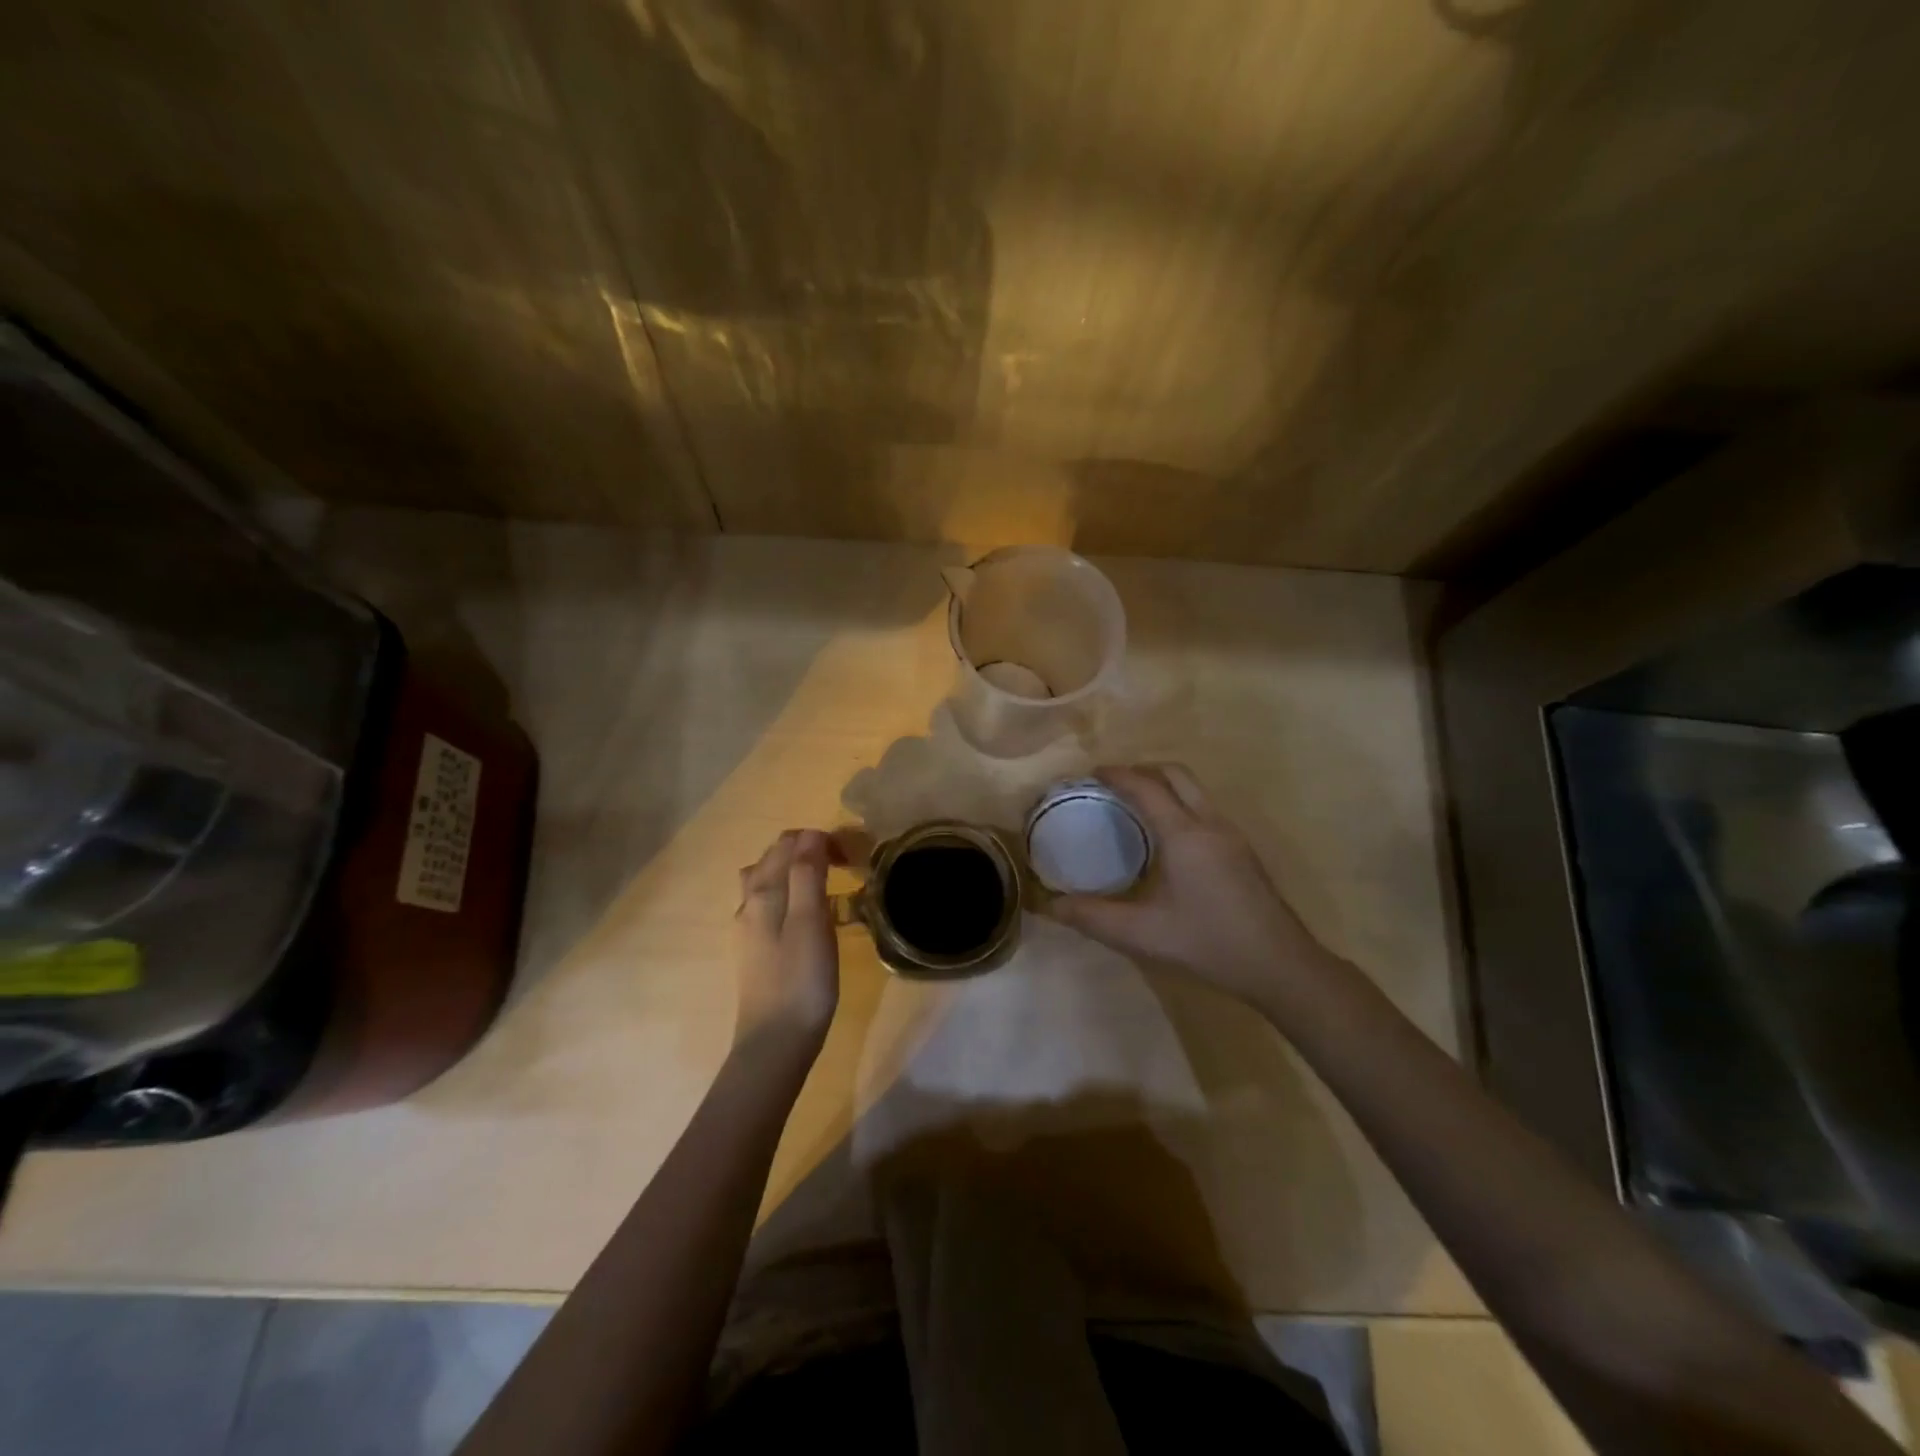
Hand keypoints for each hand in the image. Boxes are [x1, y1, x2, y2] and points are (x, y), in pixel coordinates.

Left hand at [733, 829, 841, 1058]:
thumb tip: (810, 834)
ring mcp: (748, 929)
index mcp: (763, 892)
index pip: (788, 843)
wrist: (775, 1043)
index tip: (852, 856)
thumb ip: (808, 873)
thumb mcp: (811, 921)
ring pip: (765, 881)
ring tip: (824, 884)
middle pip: (772, 858)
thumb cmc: (801, 980)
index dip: (820, 840)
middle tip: (844, 864)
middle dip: (806, 850)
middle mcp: (748, 903)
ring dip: (793, 871)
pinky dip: (788, 895)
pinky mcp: (754, 951)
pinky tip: (806, 916)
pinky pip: (768, 906)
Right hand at [1046, 765, 1347, 1013]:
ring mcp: (1232, 835)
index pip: (1147, 786)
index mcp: (1184, 834)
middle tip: (1113, 785)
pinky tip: (1167, 837)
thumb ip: (1093, 917)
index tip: (1091, 774)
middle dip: (1142, 770)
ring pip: (1195, 789)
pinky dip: (1180, 803)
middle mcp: (1210, 823)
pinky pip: (1205, 808)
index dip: (1117, 774)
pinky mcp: (1243, 850)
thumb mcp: (1142, 934)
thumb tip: (1051, 905)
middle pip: (1176, 774)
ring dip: (1164, 785)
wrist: (1280, 965)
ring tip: (1135, 805)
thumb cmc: (1208, 943)